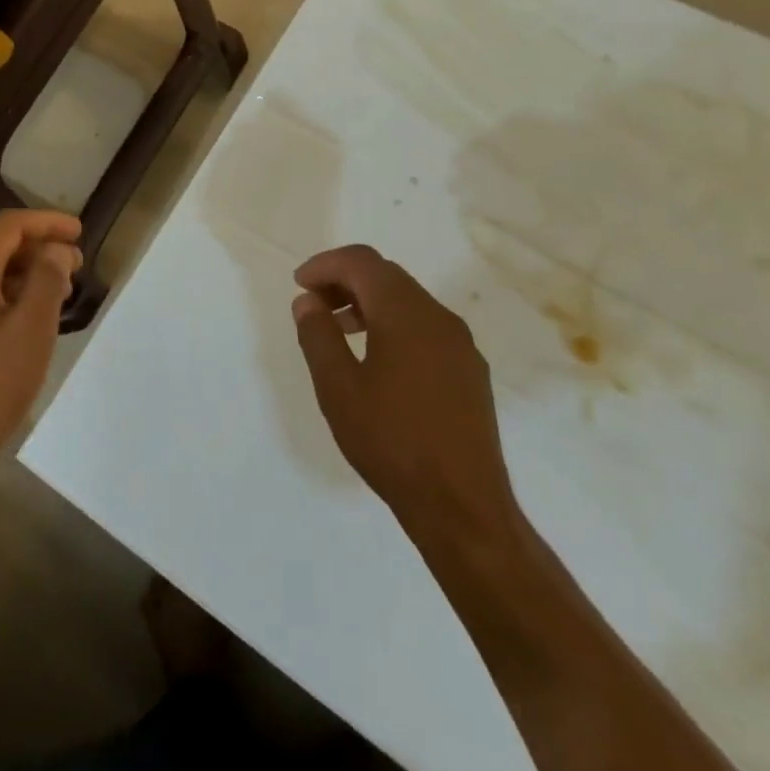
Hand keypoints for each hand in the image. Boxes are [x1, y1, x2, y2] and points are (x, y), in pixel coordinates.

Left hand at [0, 209, 82, 484]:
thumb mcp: (33, 328)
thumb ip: (48, 277)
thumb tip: (56, 250)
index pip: (8, 226)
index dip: (47, 222)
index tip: (79, 232)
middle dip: (38, 250)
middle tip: (76, 266)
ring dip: (24, 274)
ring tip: (59, 292)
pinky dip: (5, 295)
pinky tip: (29, 317)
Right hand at [292, 245, 520, 559]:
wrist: (462, 507)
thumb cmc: (391, 442)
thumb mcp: (337, 387)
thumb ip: (318, 335)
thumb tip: (309, 301)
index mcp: (406, 313)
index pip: (362, 262)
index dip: (326, 265)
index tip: (299, 285)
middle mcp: (439, 317)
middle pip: (386, 276)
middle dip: (345, 281)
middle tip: (314, 305)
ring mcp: (460, 345)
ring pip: (408, 301)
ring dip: (369, 303)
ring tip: (339, 331)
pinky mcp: (469, 372)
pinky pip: (425, 327)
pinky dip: (393, 325)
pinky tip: (377, 360)